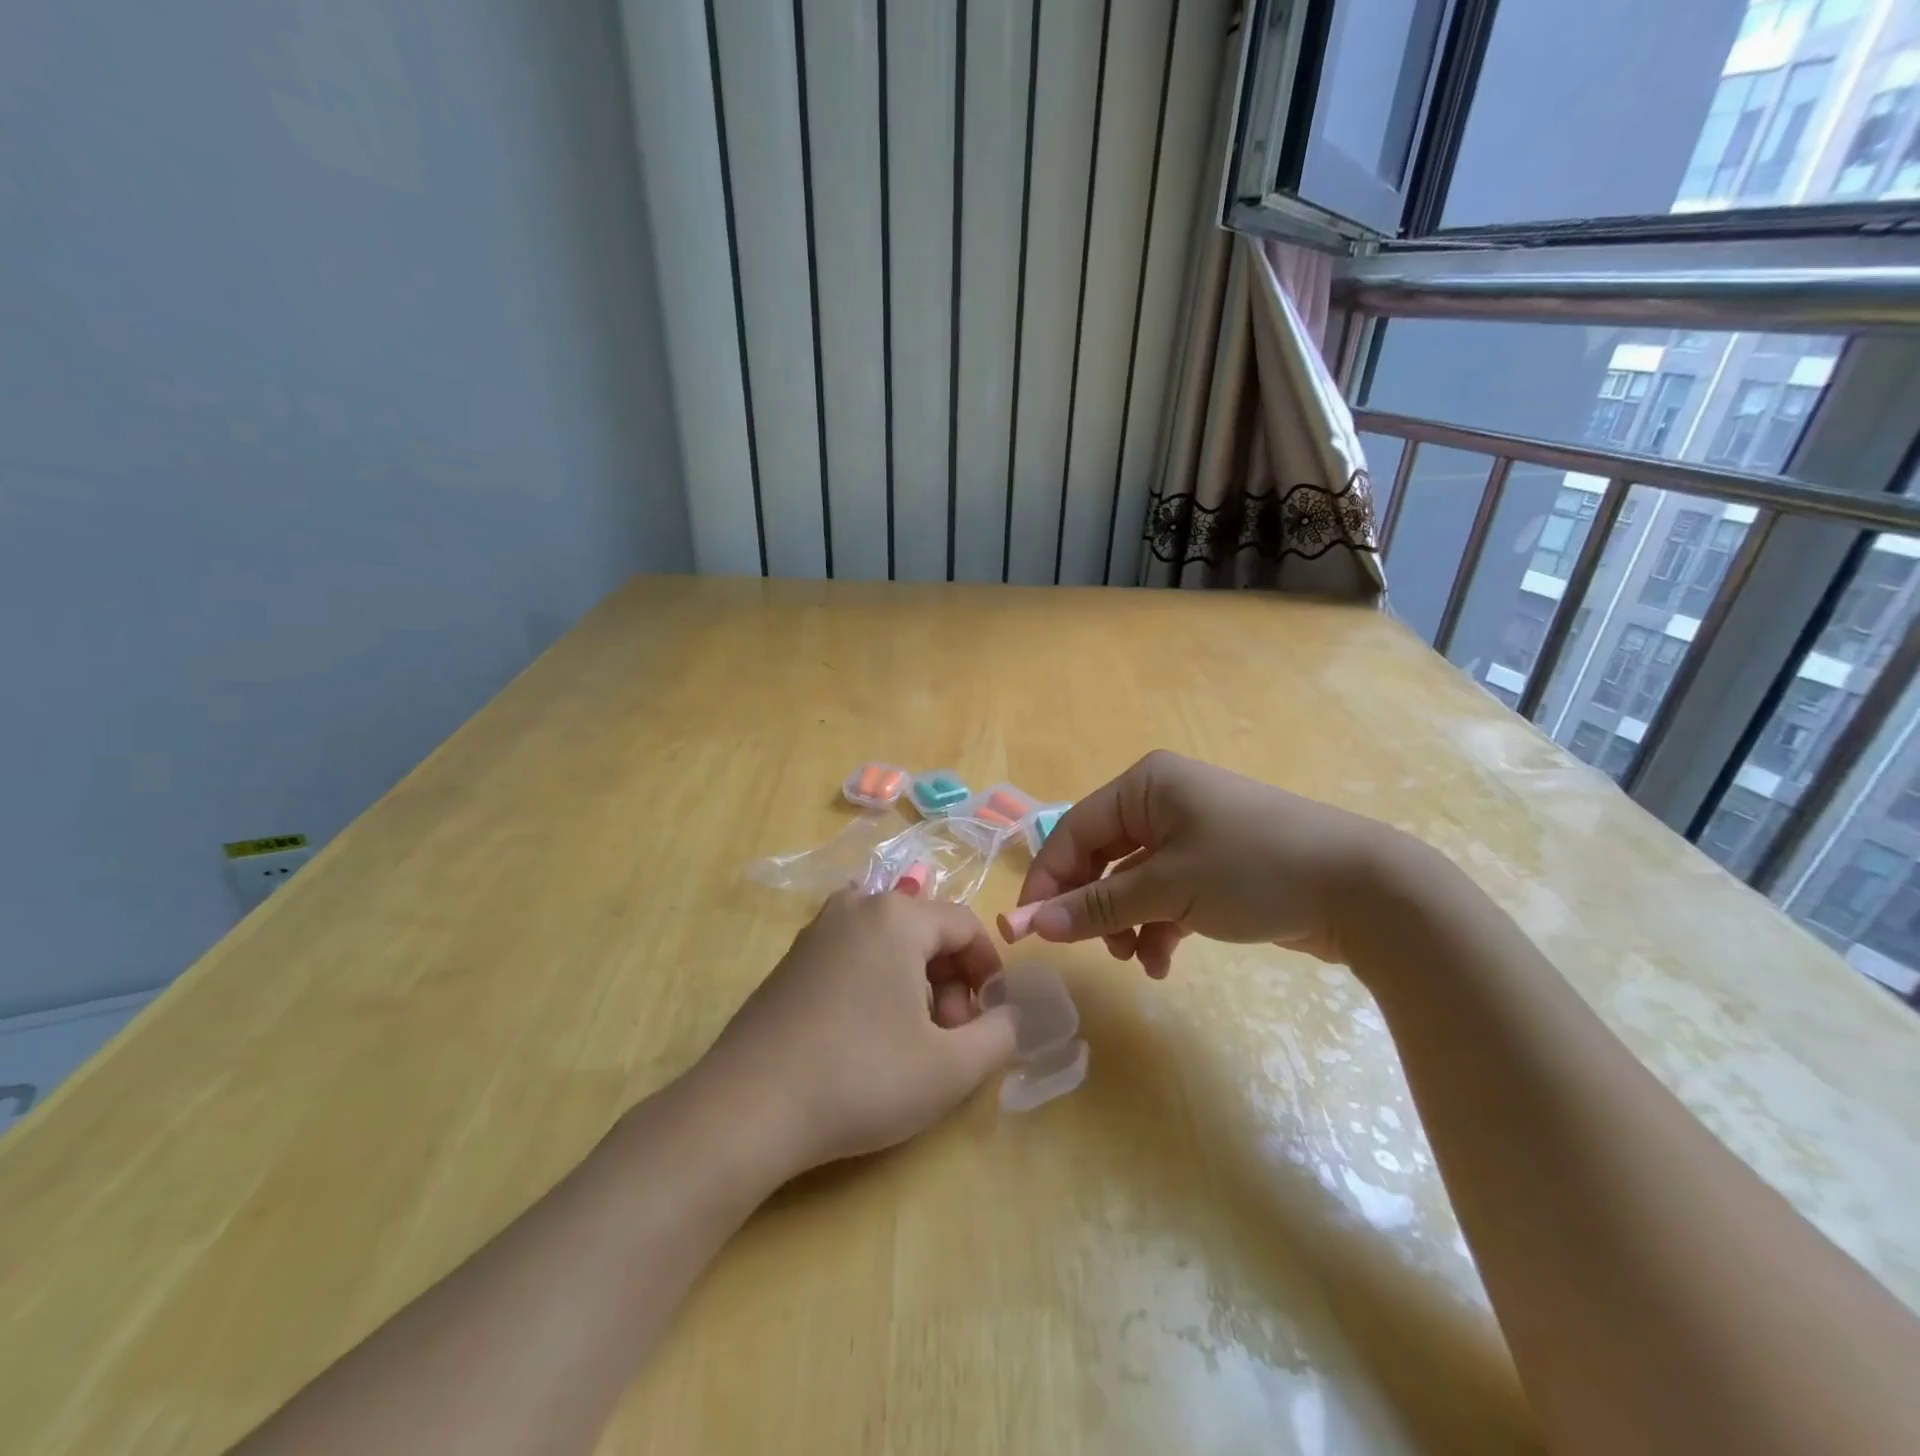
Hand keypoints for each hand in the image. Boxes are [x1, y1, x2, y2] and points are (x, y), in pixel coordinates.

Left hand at [695, 891, 1017, 1178]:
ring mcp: (818, 931)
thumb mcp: (952, 1068)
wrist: (747, 1109)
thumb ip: (1001, 1035)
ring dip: (916, 986)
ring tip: (911, 1042)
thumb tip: (1006, 1015)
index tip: (989, 1020)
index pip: (966, 927)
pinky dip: (878, 986)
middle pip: (927, 933)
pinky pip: (856, 957)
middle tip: (950, 1039)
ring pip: (891, 946)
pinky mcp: (792, 960)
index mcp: (897, 916)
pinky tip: (868, 1038)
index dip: (989, 972)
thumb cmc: (861, 1078)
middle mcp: (856, 907)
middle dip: (951, 983)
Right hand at [1003, 749, 1393, 975]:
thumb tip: (1031, 924)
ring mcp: (1191, 834)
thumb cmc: (1254, 869)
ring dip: (1126, 923)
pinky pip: (1165, 895)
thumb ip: (1097, 905)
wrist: (1363, 889)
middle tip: (1089, 950)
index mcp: (1146, 786)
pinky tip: (1163, 962)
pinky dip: (1157, 928)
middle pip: (1102, 857)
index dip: (1048, 879)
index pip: (1074, 830)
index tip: (1028, 929)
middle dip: (1094, 907)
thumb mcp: (1168, 888)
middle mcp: (1163, 802)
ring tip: (1136, 958)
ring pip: (1132, 882)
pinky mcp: (1214, 867)